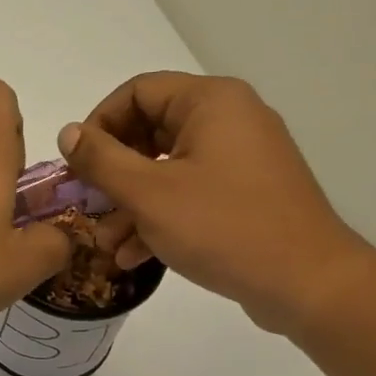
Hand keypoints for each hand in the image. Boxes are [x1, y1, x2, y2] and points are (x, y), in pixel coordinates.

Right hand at [59, 73, 372, 334]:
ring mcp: (240, 159)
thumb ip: (101, 160)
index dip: (98, 125)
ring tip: (106, 243)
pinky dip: (160, 217)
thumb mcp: (149, 193)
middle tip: (87, 206)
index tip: (76, 166)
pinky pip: (190, 193)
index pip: (136, 92)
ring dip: (130, 203)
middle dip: (112, 174)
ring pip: (167, 168)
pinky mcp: (246, 194)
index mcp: (210, 102)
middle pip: (150, 131)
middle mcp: (229, 119)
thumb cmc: (223, 227)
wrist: (307, 283)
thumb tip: (68, 133)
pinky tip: (134, 255)